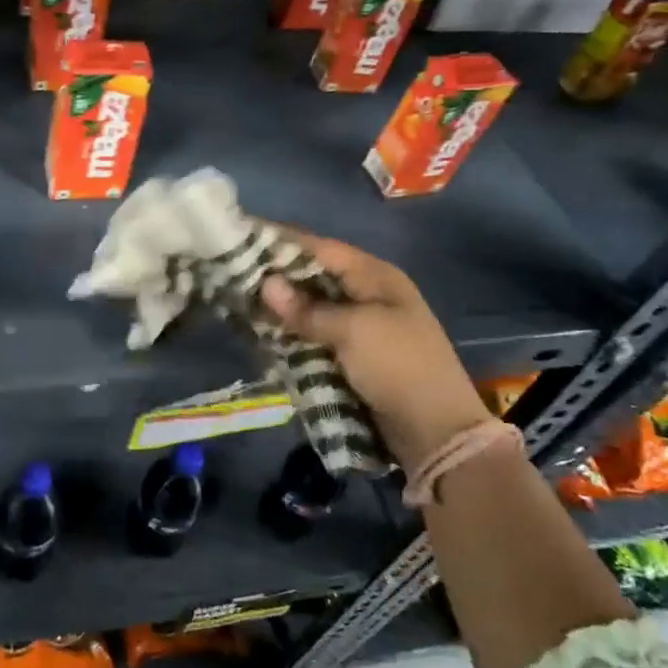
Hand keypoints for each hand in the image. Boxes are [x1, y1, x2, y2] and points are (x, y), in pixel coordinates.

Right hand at [259, 233, 489, 468]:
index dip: (282, 241)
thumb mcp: (352, 331)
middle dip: (276, 275)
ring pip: (310, 306)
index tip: (243, 235)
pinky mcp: (352, 355)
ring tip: (237, 301)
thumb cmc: (398, 366)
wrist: (436, 432)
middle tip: (231, 272)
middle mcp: (367, 294)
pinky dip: (291, 332)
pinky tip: (261, 332)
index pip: (321, 248)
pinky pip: (313, 334)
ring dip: (280, 307)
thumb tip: (266, 284)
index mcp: (375, 277)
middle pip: (313, 275)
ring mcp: (360, 326)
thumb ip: (306, 309)